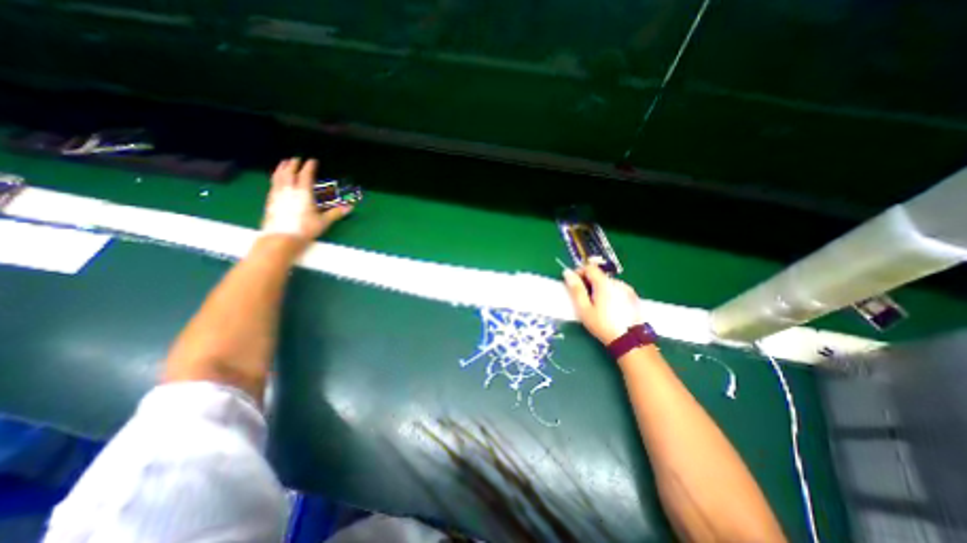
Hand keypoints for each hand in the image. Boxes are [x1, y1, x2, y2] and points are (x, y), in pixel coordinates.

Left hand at [263, 157, 352, 242]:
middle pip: (289, 172)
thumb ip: (335, 213)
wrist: (281, 238)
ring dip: (281, 168)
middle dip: (293, 164)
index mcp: (303, 192)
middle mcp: (289, 190)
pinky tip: (277, 180)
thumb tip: (350, 207)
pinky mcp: (270, 201)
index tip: (312, 160)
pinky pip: (273, 184)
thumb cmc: (305, 229)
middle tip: (297, 159)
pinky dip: (276, 177)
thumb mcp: (323, 222)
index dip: (309, 166)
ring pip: (278, 176)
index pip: (305, 175)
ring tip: (284, 163)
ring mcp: (277, 194)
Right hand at [564, 263, 644, 343]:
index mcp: (604, 283)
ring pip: (609, 283)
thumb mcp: (584, 308)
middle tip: (583, 299)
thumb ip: (576, 289)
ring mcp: (628, 289)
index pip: (589, 267)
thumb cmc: (602, 324)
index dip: (579, 272)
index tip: (573, 284)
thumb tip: (567, 272)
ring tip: (597, 306)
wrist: (630, 341)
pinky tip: (609, 309)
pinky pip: (618, 290)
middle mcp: (617, 282)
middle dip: (589, 283)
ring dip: (600, 289)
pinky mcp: (634, 297)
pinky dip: (611, 294)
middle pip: (599, 275)